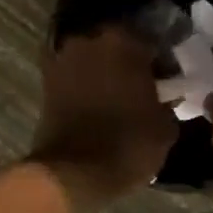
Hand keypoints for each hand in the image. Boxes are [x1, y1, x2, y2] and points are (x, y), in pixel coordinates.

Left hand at [29, 27, 179, 211]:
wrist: (72, 172)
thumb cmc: (127, 145)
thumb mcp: (165, 127)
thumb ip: (167, 100)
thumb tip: (164, 95)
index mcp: (124, 42)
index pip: (151, 41)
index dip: (161, 61)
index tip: (167, 79)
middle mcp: (90, 40)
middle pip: (116, 44)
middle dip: (129, 61)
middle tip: (141, 85)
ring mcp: (63, 58)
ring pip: (92, 57)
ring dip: (103, 70)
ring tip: (116, 95)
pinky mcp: (45, 80)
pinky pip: (73, 74)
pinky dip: (83, 83)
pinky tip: (95, 101)